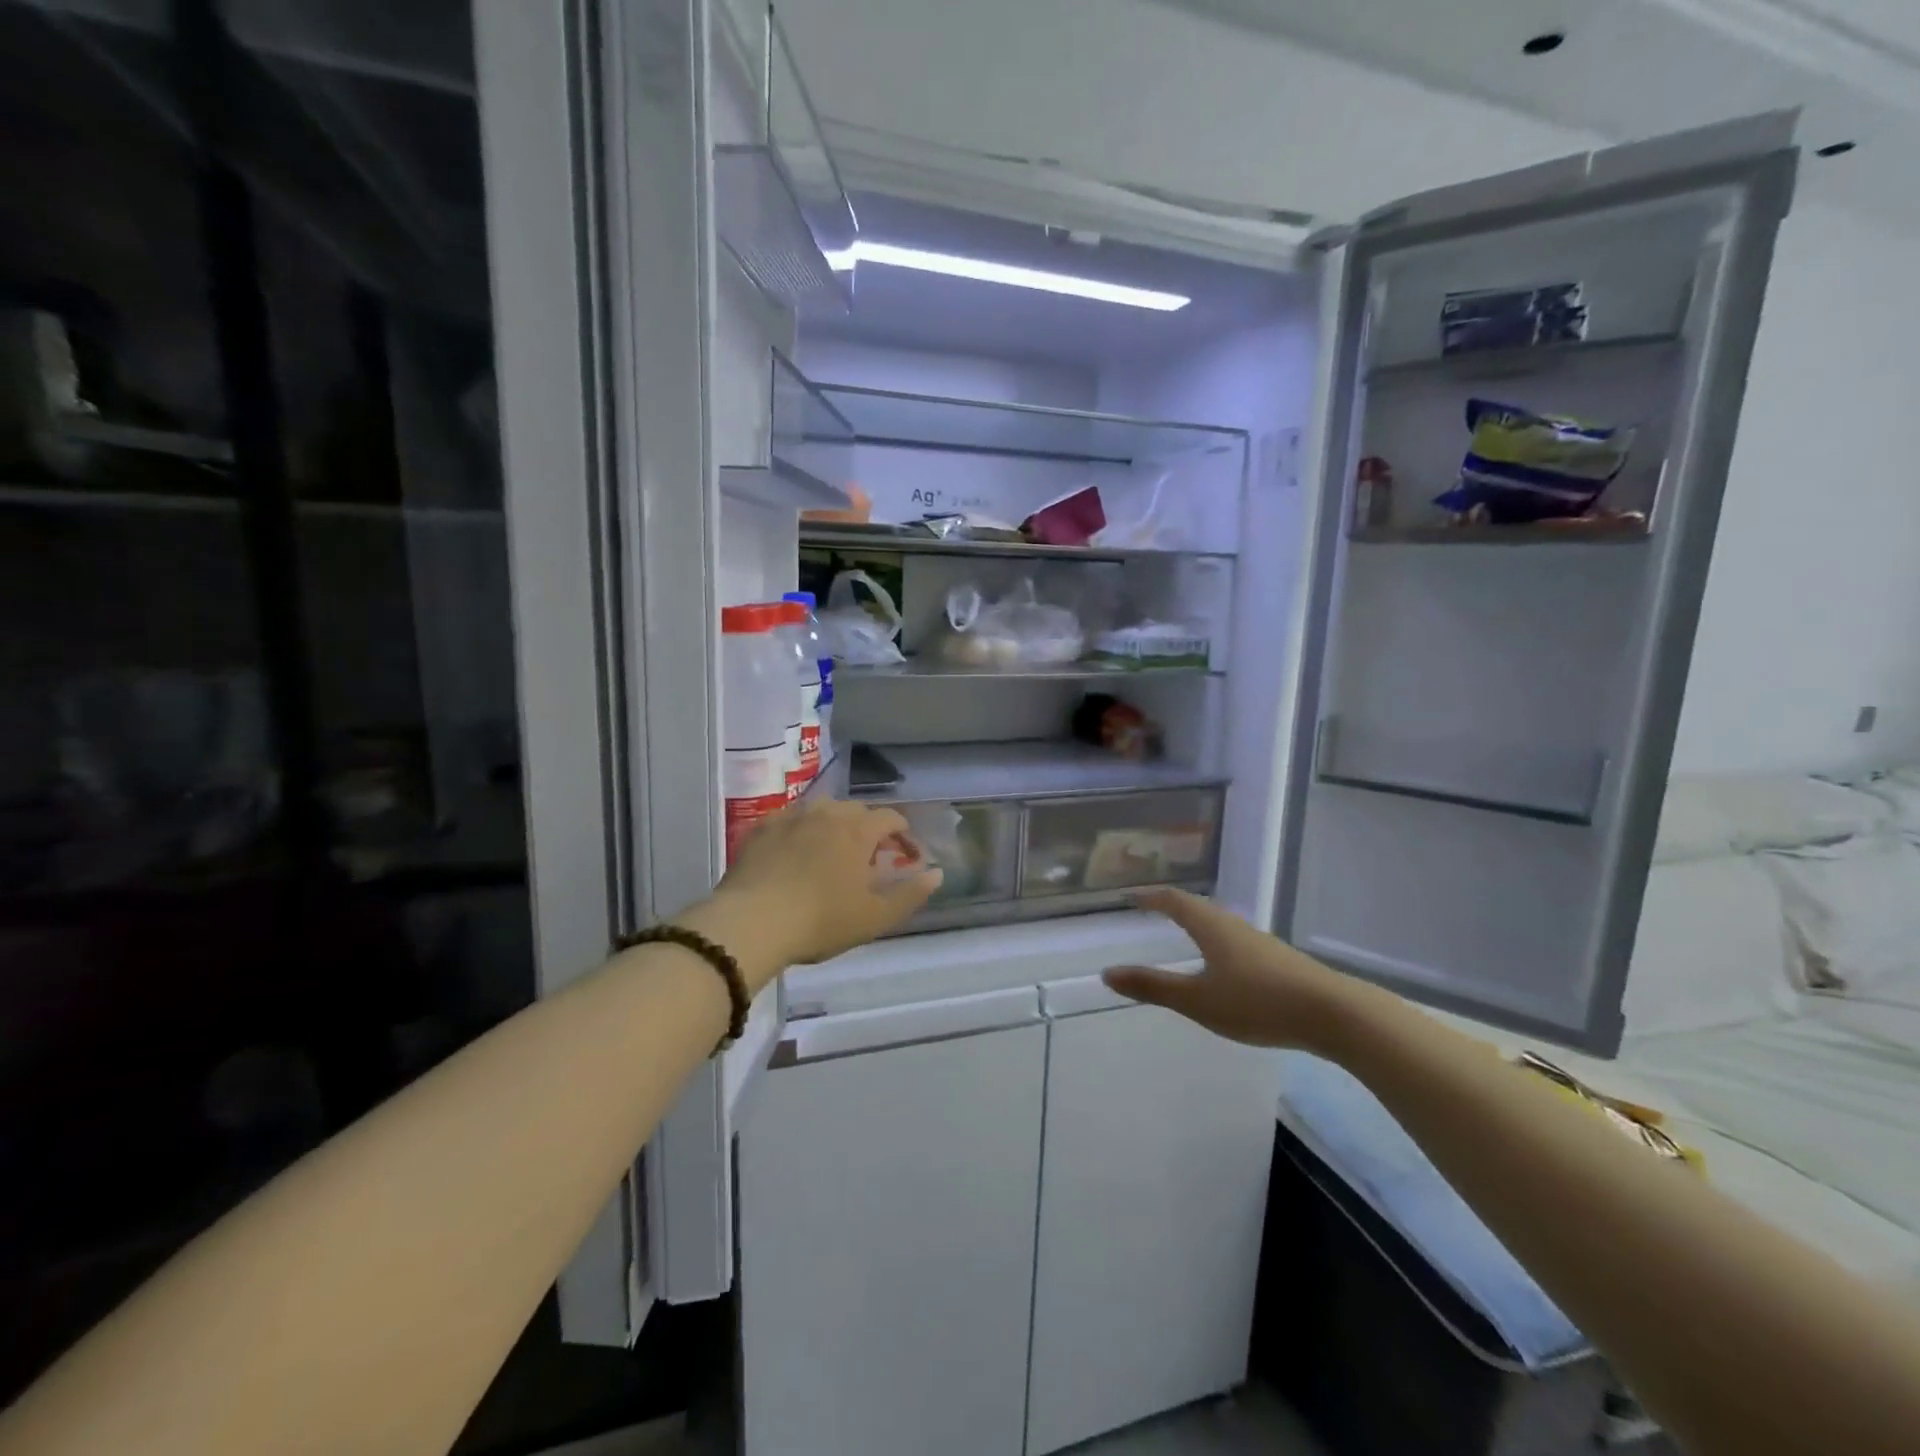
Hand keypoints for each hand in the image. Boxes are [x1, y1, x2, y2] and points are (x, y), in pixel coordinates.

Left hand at [690, 798, 940, 986]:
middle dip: (869, 828)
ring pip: (821, 810)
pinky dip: (800, 831)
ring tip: (833, 851)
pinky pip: (789, 820)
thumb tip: (937, 874)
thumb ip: (910, 894)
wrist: (751, 922)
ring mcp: (791, 817)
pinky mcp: (761, 828)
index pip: (891, 818)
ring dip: (834, 825)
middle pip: (856, 810)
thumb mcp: (874, 917)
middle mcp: (826, 813)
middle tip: (870, 857)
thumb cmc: (821, 921)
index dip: (904, 834)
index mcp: (858, 830)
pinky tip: (795, 852)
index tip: (908, 855)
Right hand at [1102, 888, 1359, 1053]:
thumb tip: (1107, 974)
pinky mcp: (1280, 963)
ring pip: (1221, 925)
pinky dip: (1218, 944)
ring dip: (1198, 925)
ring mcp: (1261, 943)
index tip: (1130, 896)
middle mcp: (1235, 926)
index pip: (1174, 901)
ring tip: (1184, 934)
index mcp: (1212, 926)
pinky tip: (1224, 967)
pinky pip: (1237, 943)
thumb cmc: (1258, 1002)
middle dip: (1173, 907)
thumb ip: (1153, 987)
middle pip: (1199, 908)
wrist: (1335, 1015)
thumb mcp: (1198, 1000)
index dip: (1150, 897)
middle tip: (1152, 910)